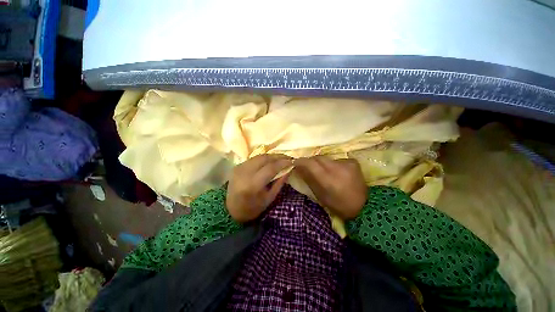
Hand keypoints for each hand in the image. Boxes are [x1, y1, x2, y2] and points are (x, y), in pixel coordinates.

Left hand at [226, 154, 291, 222]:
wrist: (231, 209)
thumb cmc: (252, 208)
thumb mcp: (269, 198)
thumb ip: (280, 182)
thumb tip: (289, 168)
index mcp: (253, 184)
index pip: (271, 168)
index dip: (283, 163)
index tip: (292, 161)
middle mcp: (245, 172)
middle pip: (265, 158)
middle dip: (278, 156)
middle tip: (288, 158)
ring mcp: (240, 167)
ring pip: (259, 156)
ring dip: (272, 156)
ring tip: (281, 158)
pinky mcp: (237, 165)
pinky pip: (254, 158)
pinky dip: (264, 158)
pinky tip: (270, 161)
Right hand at [294, 156, 366, 219]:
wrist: (363, 206)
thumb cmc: (338, 205)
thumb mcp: (320, 195)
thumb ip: (308, 179)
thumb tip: (298, 167)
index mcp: (328, 179)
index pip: (311, 163)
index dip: (301, 161)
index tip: (295, 163)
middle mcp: (337, 168)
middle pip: (318, 158)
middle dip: (311, 161)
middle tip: (307, 167)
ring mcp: (346, 163)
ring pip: (327, 158)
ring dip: (322, 163)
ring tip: (323, 171)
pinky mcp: (353, 162)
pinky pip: (336, 159)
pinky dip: (332, 164)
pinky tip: (336, 172)